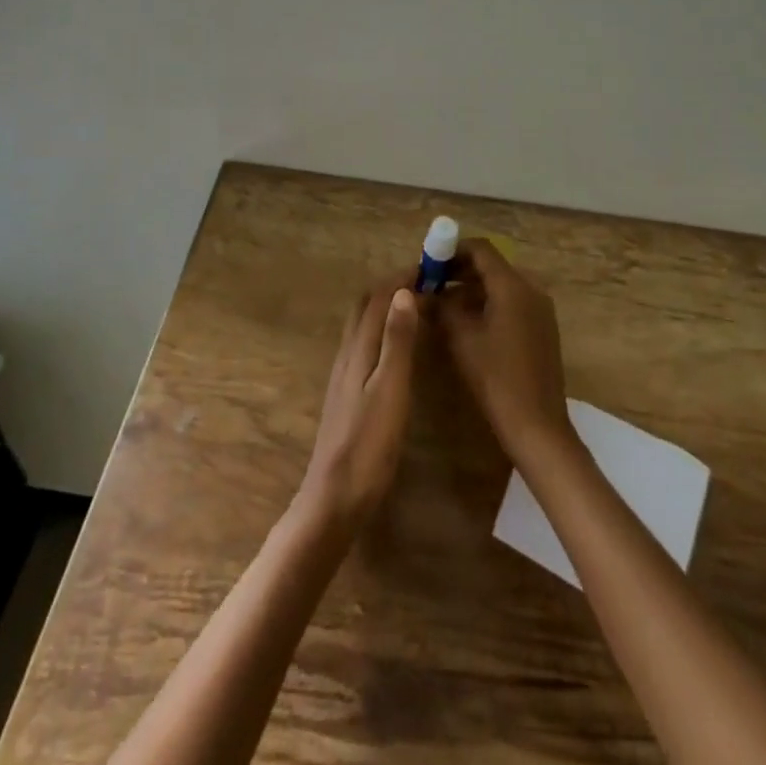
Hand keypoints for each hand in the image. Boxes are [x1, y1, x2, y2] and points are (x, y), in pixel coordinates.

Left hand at [298, 280, 420, 530]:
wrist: (334, 498)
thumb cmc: (369, 445)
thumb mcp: (390, 389)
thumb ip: (397, 341)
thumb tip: (403, 291)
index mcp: (358, 349)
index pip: (378, 297)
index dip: (401, 277)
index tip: (430, 267)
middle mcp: (347, 354)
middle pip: (365, 306)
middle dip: (391, 286)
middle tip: (424, 282)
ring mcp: (344, 374)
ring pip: (362, 324)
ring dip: (385, 306)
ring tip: (415, 305)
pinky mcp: (347, 393)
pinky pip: (363, 344)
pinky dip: (381, 329)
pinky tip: (396, 347)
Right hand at [439, 239, 574, 461]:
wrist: (537, 425)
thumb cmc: (496, 378)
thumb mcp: (461, 338)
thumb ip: (441, 306)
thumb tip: (423, 291)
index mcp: (513, 286)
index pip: (481, 249)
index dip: (451, 250)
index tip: (428, 263)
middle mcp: (531, 289)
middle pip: (491, 266)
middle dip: (459, 270)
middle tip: (430, 284)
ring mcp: (540, 309)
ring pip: (501, 285)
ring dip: (471, 289)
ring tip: (441, 304)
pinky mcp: (541, 328)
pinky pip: (511, 302)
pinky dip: (487, 303)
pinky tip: (466, 323)